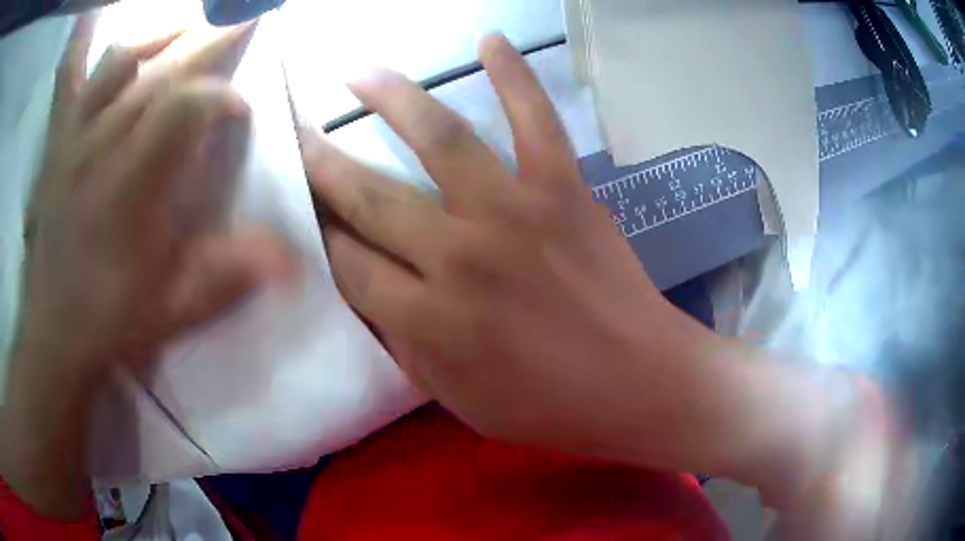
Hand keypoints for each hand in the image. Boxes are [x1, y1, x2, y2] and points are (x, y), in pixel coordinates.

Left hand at [4, 16, 287, 517]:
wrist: (54, 329)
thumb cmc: (112, 317)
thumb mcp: (175, 307)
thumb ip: (230, 273)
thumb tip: (291, 256)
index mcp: (131, 186)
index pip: (186, 107)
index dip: (222, 97)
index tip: (240, 110)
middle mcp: (100, 144)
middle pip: (161, 71)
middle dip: (210, 44)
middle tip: (245, 21)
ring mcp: (73, 136)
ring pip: (119, 60)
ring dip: (158, 38)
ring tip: (183, 32)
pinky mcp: (56, 140)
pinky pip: (68, 75)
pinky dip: (82, 41)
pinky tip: (98, 21)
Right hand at [302, 34, 714, 457]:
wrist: (639, 383)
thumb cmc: (549, 406)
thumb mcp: (456, 399)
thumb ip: (404, 343)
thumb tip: (365, 291)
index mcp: (429, 318)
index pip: (347, 263)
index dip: (319, 235)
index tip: (302, 210)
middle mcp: (460, 255)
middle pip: (370, 196)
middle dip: (322, 164)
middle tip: (295, 135)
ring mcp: (516, 212)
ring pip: (440, 139)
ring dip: (391, 98)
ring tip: (357, 71)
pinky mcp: (565, 190)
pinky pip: (536, 119)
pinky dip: (515, 75)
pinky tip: (491, 40)